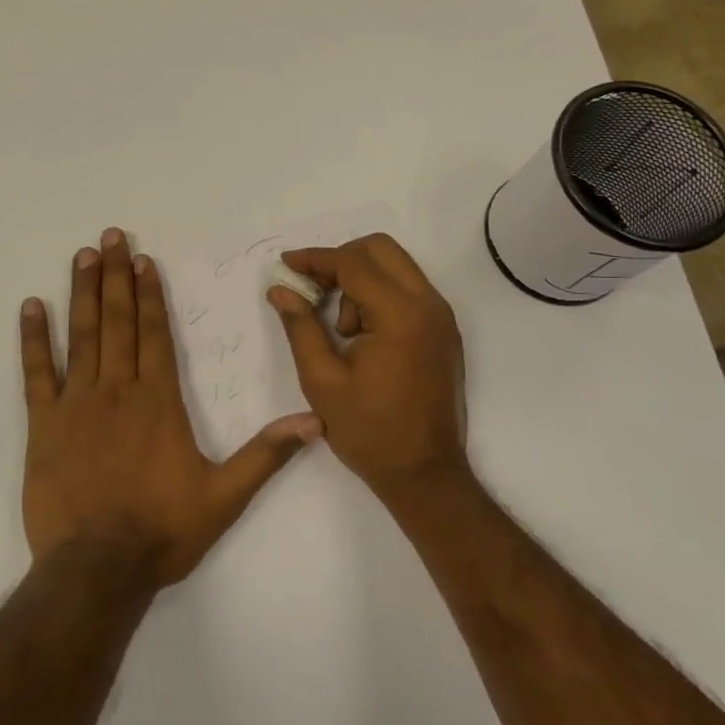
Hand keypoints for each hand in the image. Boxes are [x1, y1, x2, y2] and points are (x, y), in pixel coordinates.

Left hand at [20, 227, 320, 588]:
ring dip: (83, 293)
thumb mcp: (225, 497)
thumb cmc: (162, 531)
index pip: (154, 333)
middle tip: (110, 237)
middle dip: (116, 276)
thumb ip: (266, 455)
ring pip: (82, 336)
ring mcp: (76, 404)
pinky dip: (33, 339)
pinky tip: (31, 307)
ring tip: (83, 256)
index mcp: (158, 401)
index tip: (144, 259)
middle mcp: (117, 390)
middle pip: (118, 322)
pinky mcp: (44, 425)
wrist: (96, 569)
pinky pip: (37, 373)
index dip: (150, 294)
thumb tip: (314, 422)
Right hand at [265, 233, 468, 497]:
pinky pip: (408, 290)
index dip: (315, 259)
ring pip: (396, 266)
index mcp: (400, 315)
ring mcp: (441, 317)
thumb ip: (300, 327)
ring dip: (361, 279)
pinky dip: (379, 294)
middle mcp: (428, 305)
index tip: (285, 264)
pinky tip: (358, 332)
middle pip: (380, 249)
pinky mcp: (444, 331)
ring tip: (340, 330)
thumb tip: (280, 289)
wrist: (426, 474)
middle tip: (312, 288)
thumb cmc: (370, 431)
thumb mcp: (322, 381)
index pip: (353, 263)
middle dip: (340, 260)